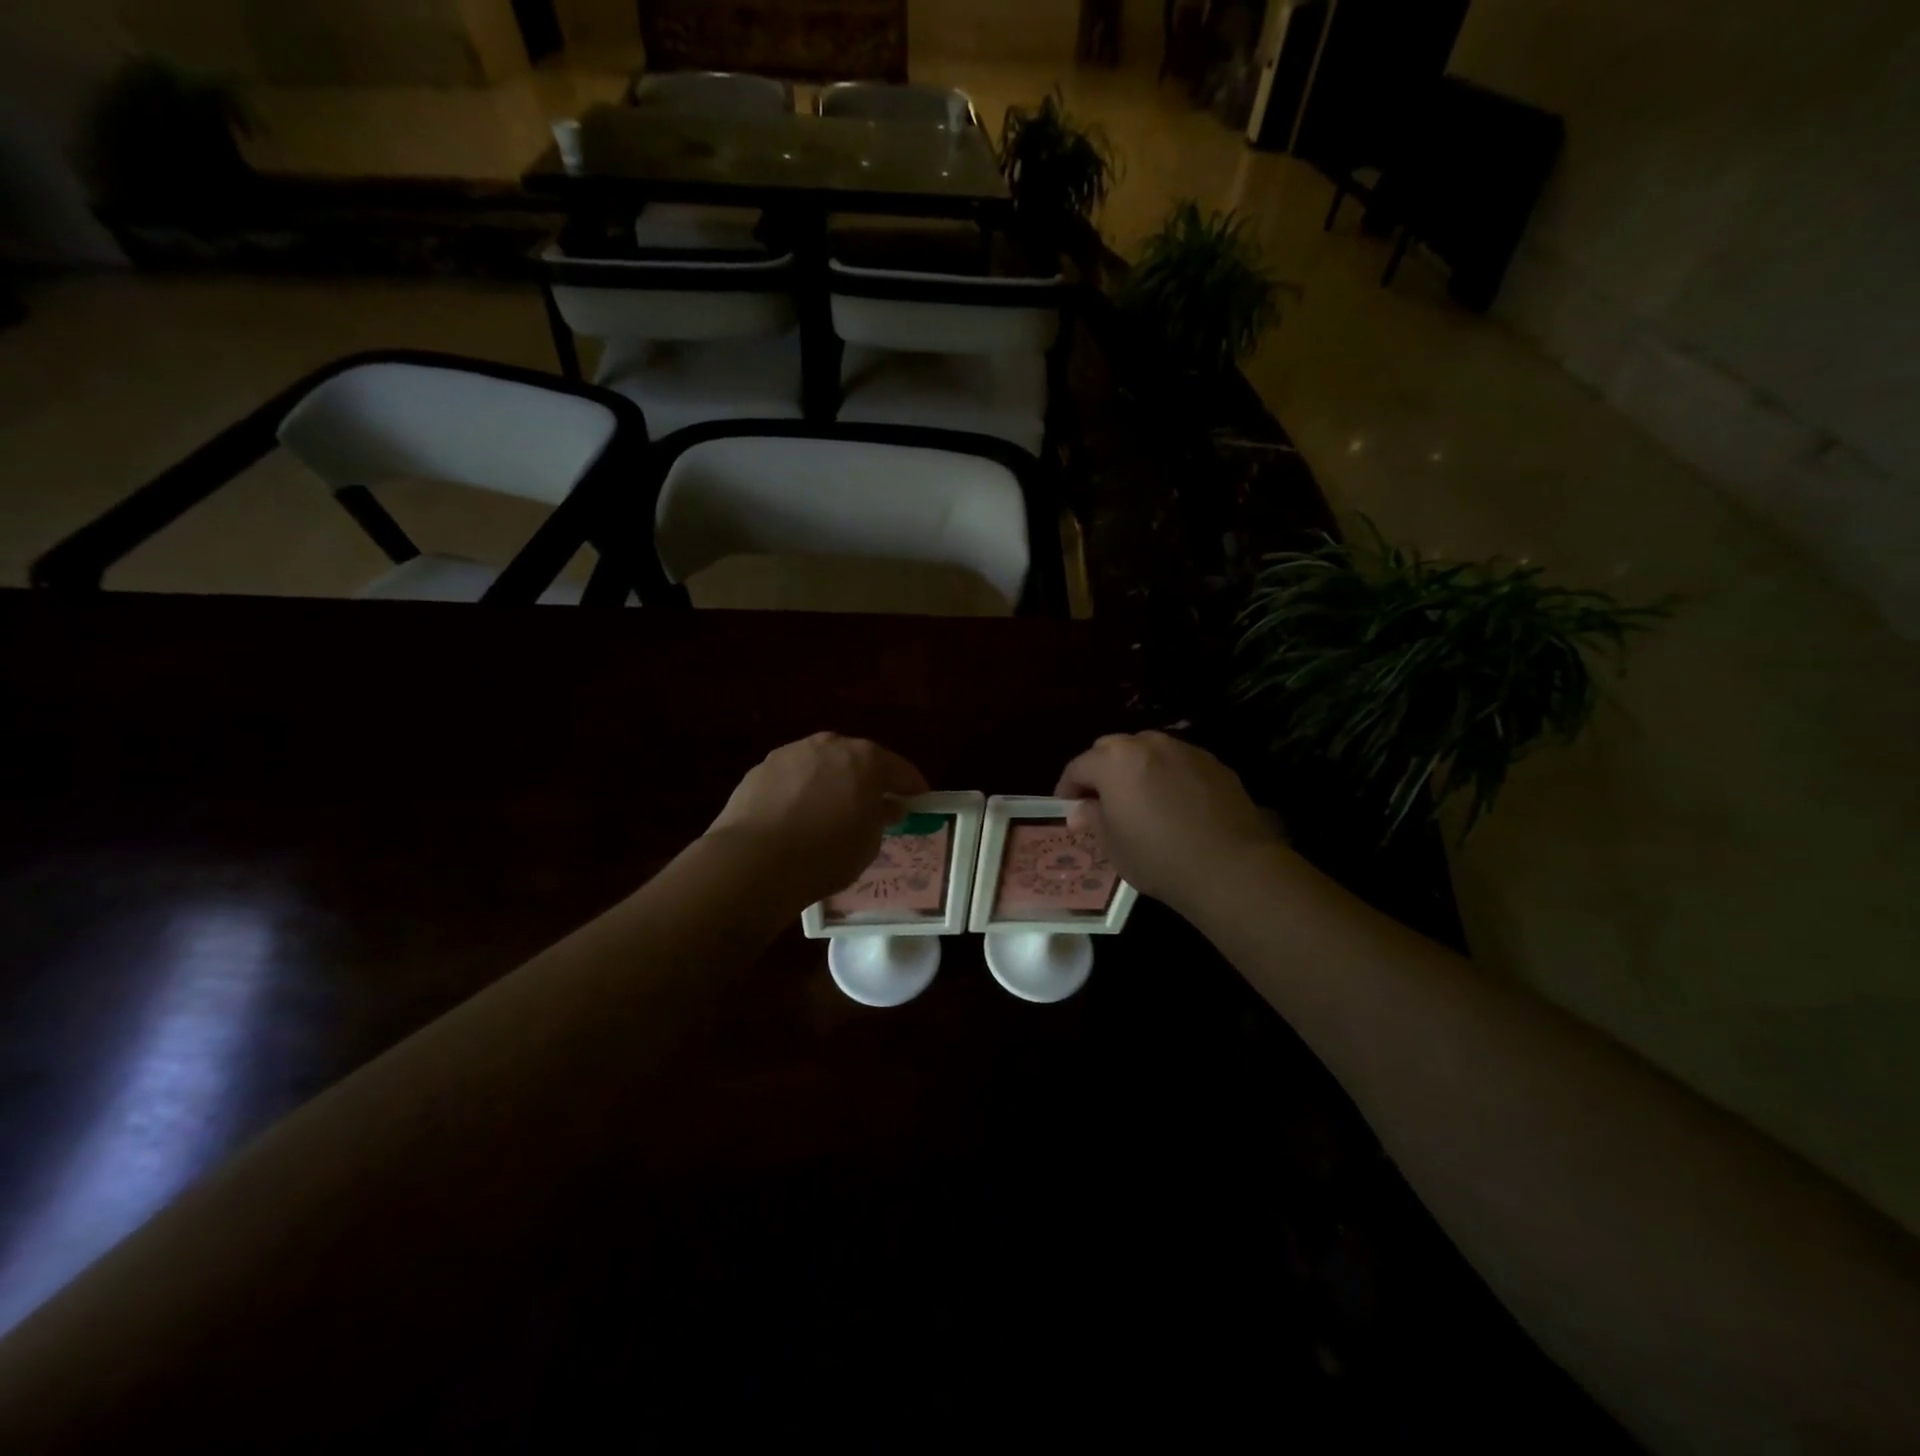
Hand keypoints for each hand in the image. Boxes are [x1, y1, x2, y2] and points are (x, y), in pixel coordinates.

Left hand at [707, 733, 929, 905]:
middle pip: (858, 759)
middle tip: (875, 804)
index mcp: (866, 758)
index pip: (900, 769)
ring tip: (832, 810)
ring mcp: (791, 753)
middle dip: (869, 779)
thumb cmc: (827, 852)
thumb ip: (881, 818)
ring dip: (831, 782)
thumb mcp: (869, 843)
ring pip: (821, 765)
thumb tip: (885, 806)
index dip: (912, 786)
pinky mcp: (760, 770)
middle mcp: (829, 745)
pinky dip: (801, 792)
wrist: (755, 860)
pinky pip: (793, 779)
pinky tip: (798, 816)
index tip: (919, 801)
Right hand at [1055, 732, 1284, 913]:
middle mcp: (1147, 744)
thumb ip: (1092, 819)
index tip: (1067, 808)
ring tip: (1139, 798)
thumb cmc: (1158, 857)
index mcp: (1114, 761)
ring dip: (1135, 769)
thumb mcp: (1112, 845)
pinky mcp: (1214, 763)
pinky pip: (1178, 762)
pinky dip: (1167, 775)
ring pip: (1148, 751)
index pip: (1078, 766)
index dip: (1067, 788)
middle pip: (1112, 749)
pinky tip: (1174, 804)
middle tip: (1100, 800)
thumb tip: (1081, 810)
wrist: (1229, 866)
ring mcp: (1184, 750)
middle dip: (1101, 770)